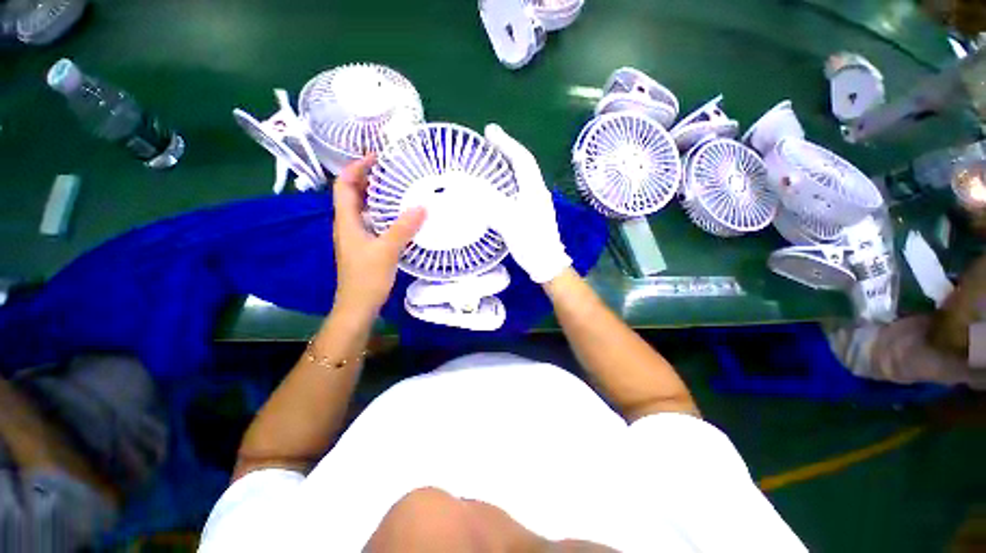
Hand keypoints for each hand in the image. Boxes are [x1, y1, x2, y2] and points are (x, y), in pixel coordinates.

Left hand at [332, 155, 426, 320]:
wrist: (359, 306)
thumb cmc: (367, 278)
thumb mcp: (387, 250)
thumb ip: (404, 228)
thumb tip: (422, 206)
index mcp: (347, 221)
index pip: (344, 185)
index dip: (356, 168)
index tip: (376, 157)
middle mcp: (349, 224)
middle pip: (353, 193)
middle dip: (368, 178)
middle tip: (392, 169)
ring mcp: (357, 236)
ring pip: (364, 208)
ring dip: (377, 195)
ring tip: (398, 187)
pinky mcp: (367, 246)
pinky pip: (374, 221)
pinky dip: (384, 213)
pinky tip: (401, 215)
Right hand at [485, 124, 571, 283]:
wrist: (547, 264)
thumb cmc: (531, 242)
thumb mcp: (508, 220)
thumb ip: (488, 201)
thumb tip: (465, 185)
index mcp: (534, 189)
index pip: (521, 158)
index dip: (506, 143)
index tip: (490, 131)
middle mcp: (537, 192)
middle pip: (523, 165)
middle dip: (507, 151)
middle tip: (489, 144)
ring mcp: (536, 204)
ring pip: (521, 178)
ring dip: (508, 167)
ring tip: (492, 162)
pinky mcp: (533, 215)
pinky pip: (518, 191)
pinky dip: (507, 184)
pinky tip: (498, 190)